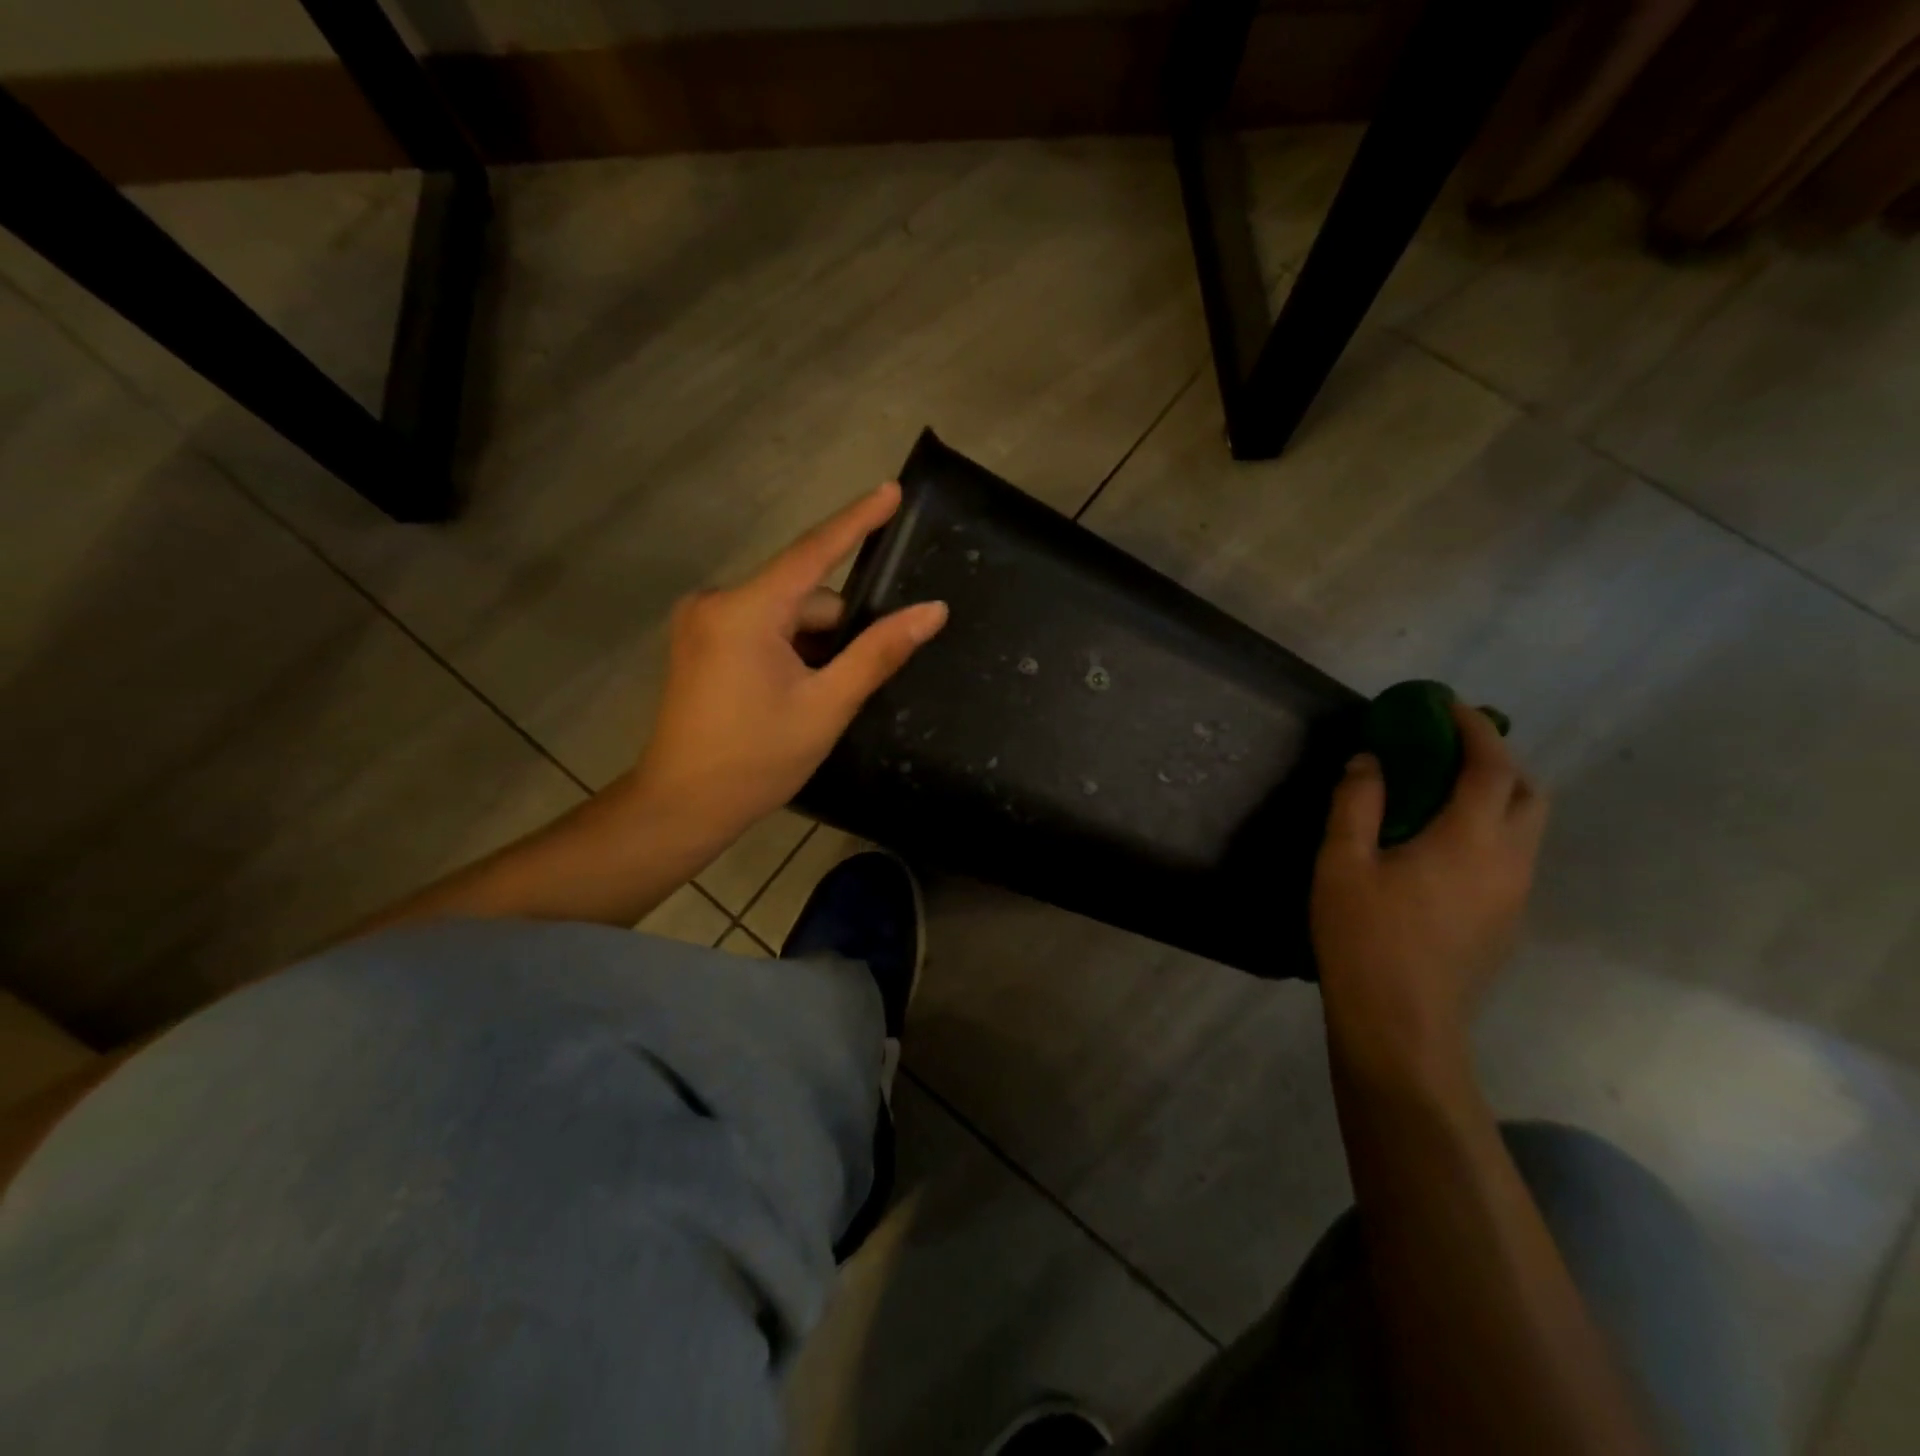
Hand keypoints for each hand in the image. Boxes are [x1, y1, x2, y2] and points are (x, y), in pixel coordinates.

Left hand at [623, 483, 947, 846]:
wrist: (682, 805)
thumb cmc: (756, 760)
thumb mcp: (826, 706)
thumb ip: (878, 652)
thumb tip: (931, 611)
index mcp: (746, 611)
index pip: (813, 552)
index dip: (856, 520)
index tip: (891, 490)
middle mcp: (717, 602)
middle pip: (802, 598)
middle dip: (835, 632)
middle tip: (844, 687)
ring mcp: (703, 622)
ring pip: (784, 616)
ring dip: (812, 647)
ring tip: (814, 702)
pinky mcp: (700, 642)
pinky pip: (760, 629)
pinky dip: (787, 651)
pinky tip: (790, 695)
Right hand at [1310, 701, 1547, 1086]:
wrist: (1402, 1025)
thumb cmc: (1366, 938)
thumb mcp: (1342, 863)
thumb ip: (1357, 803)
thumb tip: (1370, 760)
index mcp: (1470, 839)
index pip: (1492, 766)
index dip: (1474, 728)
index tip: (1446, 704)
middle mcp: (1510, 861)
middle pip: (1528, 793)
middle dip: (1497, 758)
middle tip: (1448, 748)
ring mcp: (1515, 897)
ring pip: (1526, 828)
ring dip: (1496, 795)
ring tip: (1441, 791)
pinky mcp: (1506, 923)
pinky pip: (1512, 857)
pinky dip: (1489, 829)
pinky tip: (1440, 846)